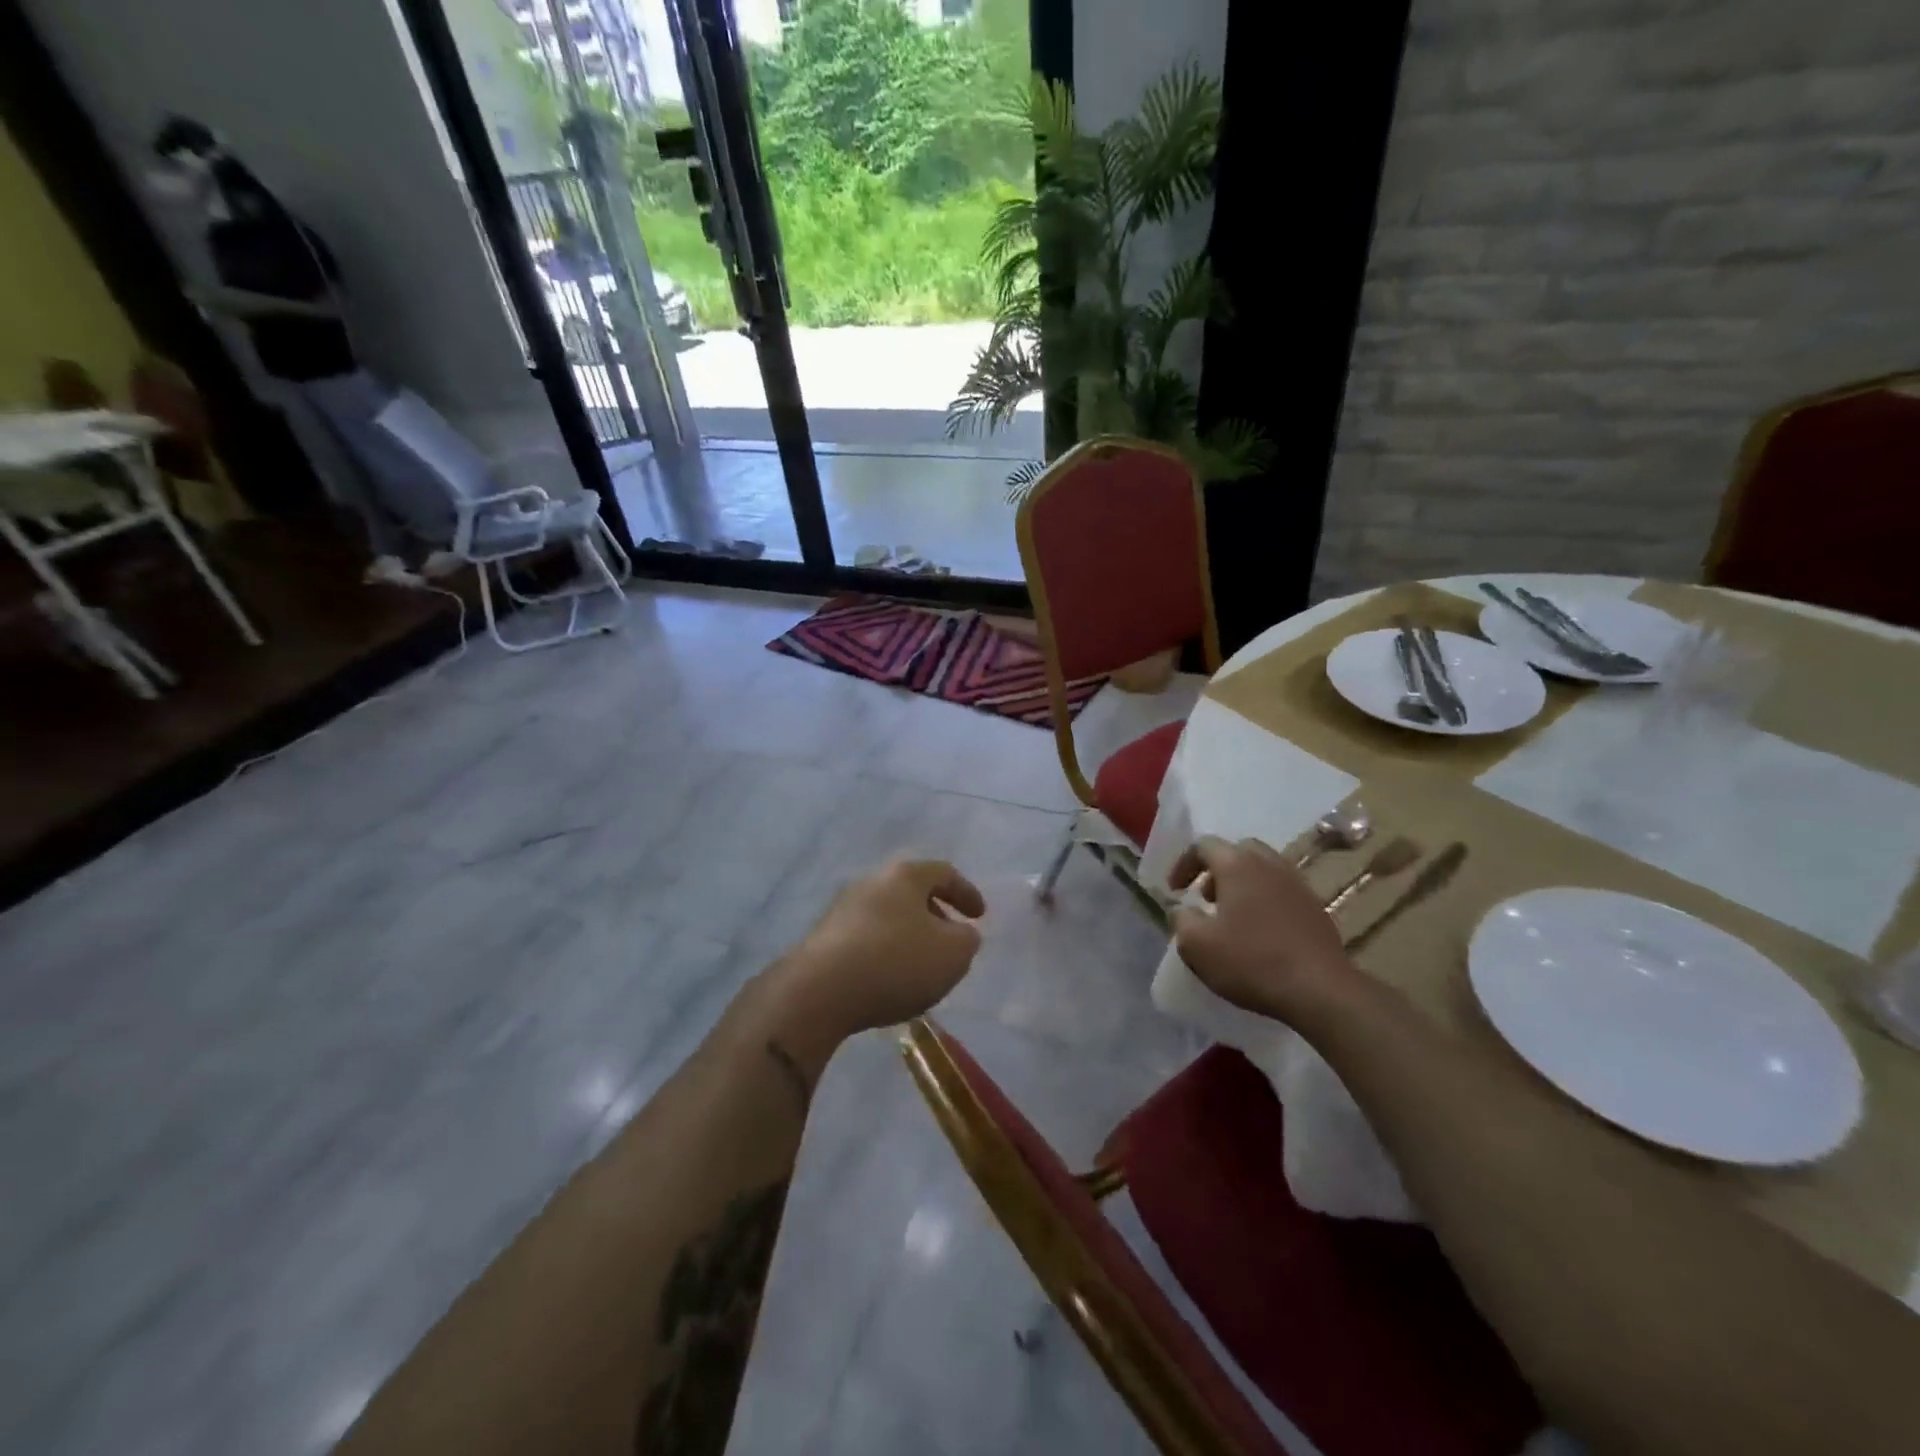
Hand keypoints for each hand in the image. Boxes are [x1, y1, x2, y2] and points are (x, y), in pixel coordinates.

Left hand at [763, 859, 985, 1062]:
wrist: (819, 991)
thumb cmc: (896, 962)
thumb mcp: (953, 954)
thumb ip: (967, 940)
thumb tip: (961, 934)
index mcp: (904, 876)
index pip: (943, 873)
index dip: (966, 892)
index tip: (980, 916)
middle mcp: (871, 882)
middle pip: (910, 892)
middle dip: (935, 915)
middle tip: (951, 941)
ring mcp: (842, 909)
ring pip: (886, 916)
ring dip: (908, 936)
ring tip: (921, 966)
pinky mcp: (822, 939)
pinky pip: (864, 940)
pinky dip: (883, 953)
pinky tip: (888, 980)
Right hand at [1169, 835, 1352, 1025]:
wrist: (1320, 990)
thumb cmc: (1251, 961)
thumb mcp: (1197, 945)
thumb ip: (1180, 919)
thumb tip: (1181, 909)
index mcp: (1237, 864)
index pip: (1203, 845)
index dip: (1183, 865)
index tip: (1174, 891)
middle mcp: (1269, 864)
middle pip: (1238, 851)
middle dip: (1216, 869)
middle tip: (1204, 897)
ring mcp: (1297, 884)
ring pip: (1263, 869)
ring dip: (1241, 884)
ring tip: (1231, 916)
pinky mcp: (1315, 907)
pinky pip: (1281, 890)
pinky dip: (1264, 900)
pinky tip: (1260, 932)